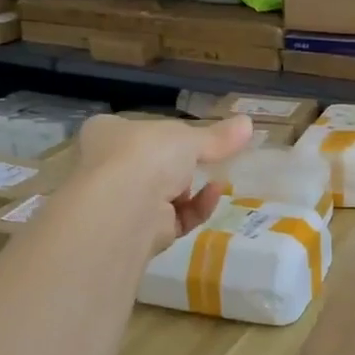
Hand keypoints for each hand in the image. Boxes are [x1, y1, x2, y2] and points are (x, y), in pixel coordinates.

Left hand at [72, 113, 252, 253]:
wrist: (125, 207)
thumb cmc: (147, 155)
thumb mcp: (189, 137)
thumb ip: (217, 136)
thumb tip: (248, 123)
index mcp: (107, 132)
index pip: (137, 129)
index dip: (165, 134)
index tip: (194, 138)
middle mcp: (106, 166)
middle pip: (152, 165)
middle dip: (181, 167)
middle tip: (211, 160)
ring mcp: (122, 201)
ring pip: (164, 194)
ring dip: (192, 189)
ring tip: (218, 179)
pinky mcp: (139, 231)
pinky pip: (174, 218)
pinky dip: (196, 208)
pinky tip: (213, 195)